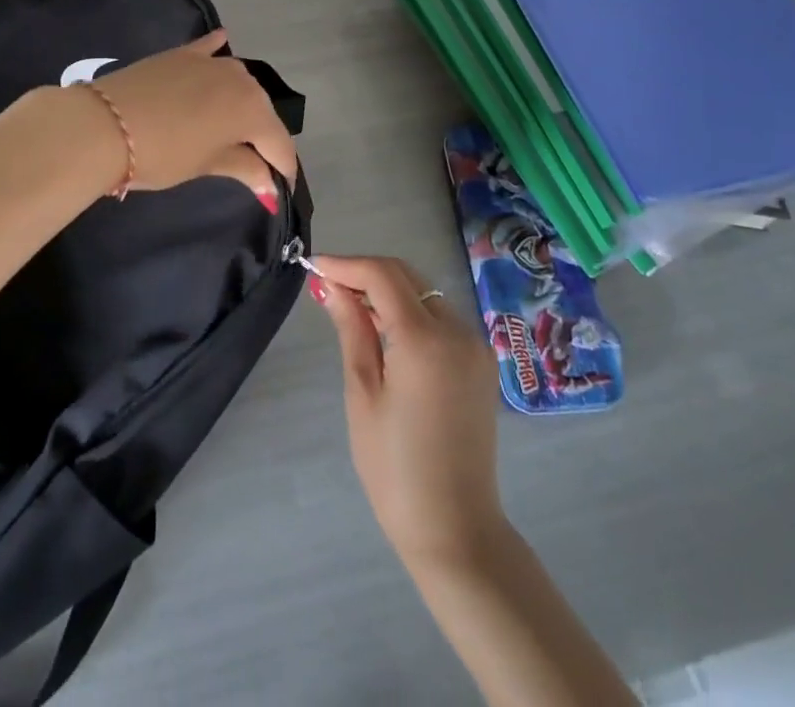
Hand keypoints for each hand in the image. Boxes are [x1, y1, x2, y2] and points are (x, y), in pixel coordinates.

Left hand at [87, 29, 298, 195]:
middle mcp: (241, 79)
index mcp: (253, 110)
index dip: (282, 170)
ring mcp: (211, 61)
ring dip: (242, 102)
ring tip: (233, 126)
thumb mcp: (206, 165)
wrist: (104, 125)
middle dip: (263, 138)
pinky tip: (222, 43)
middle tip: (254, 165)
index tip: (278, 191)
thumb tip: (270, 184)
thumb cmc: (161, 154)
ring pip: (239, 83)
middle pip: (262, 112)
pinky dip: (216, 51)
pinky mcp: (182, 53)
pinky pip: (209, 50)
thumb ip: (244, 168)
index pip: (279, 144)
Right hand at [309, 254, 507, 568]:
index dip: (346, 264)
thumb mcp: (363, 394)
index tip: (314, 266)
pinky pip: (441, 319)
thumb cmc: (395, 468)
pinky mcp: (480, 362)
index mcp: (425, 339)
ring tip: (349, 305)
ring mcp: (475, 346)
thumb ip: (352, 330)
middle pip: (407, 277)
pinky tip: (384, 329)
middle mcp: (458, 331)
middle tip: (328, 284)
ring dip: (388, 290)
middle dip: (366, 273)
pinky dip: (410, 312)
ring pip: (425, 295)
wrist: (456, 530)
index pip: (383, 275)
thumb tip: (333, 287)